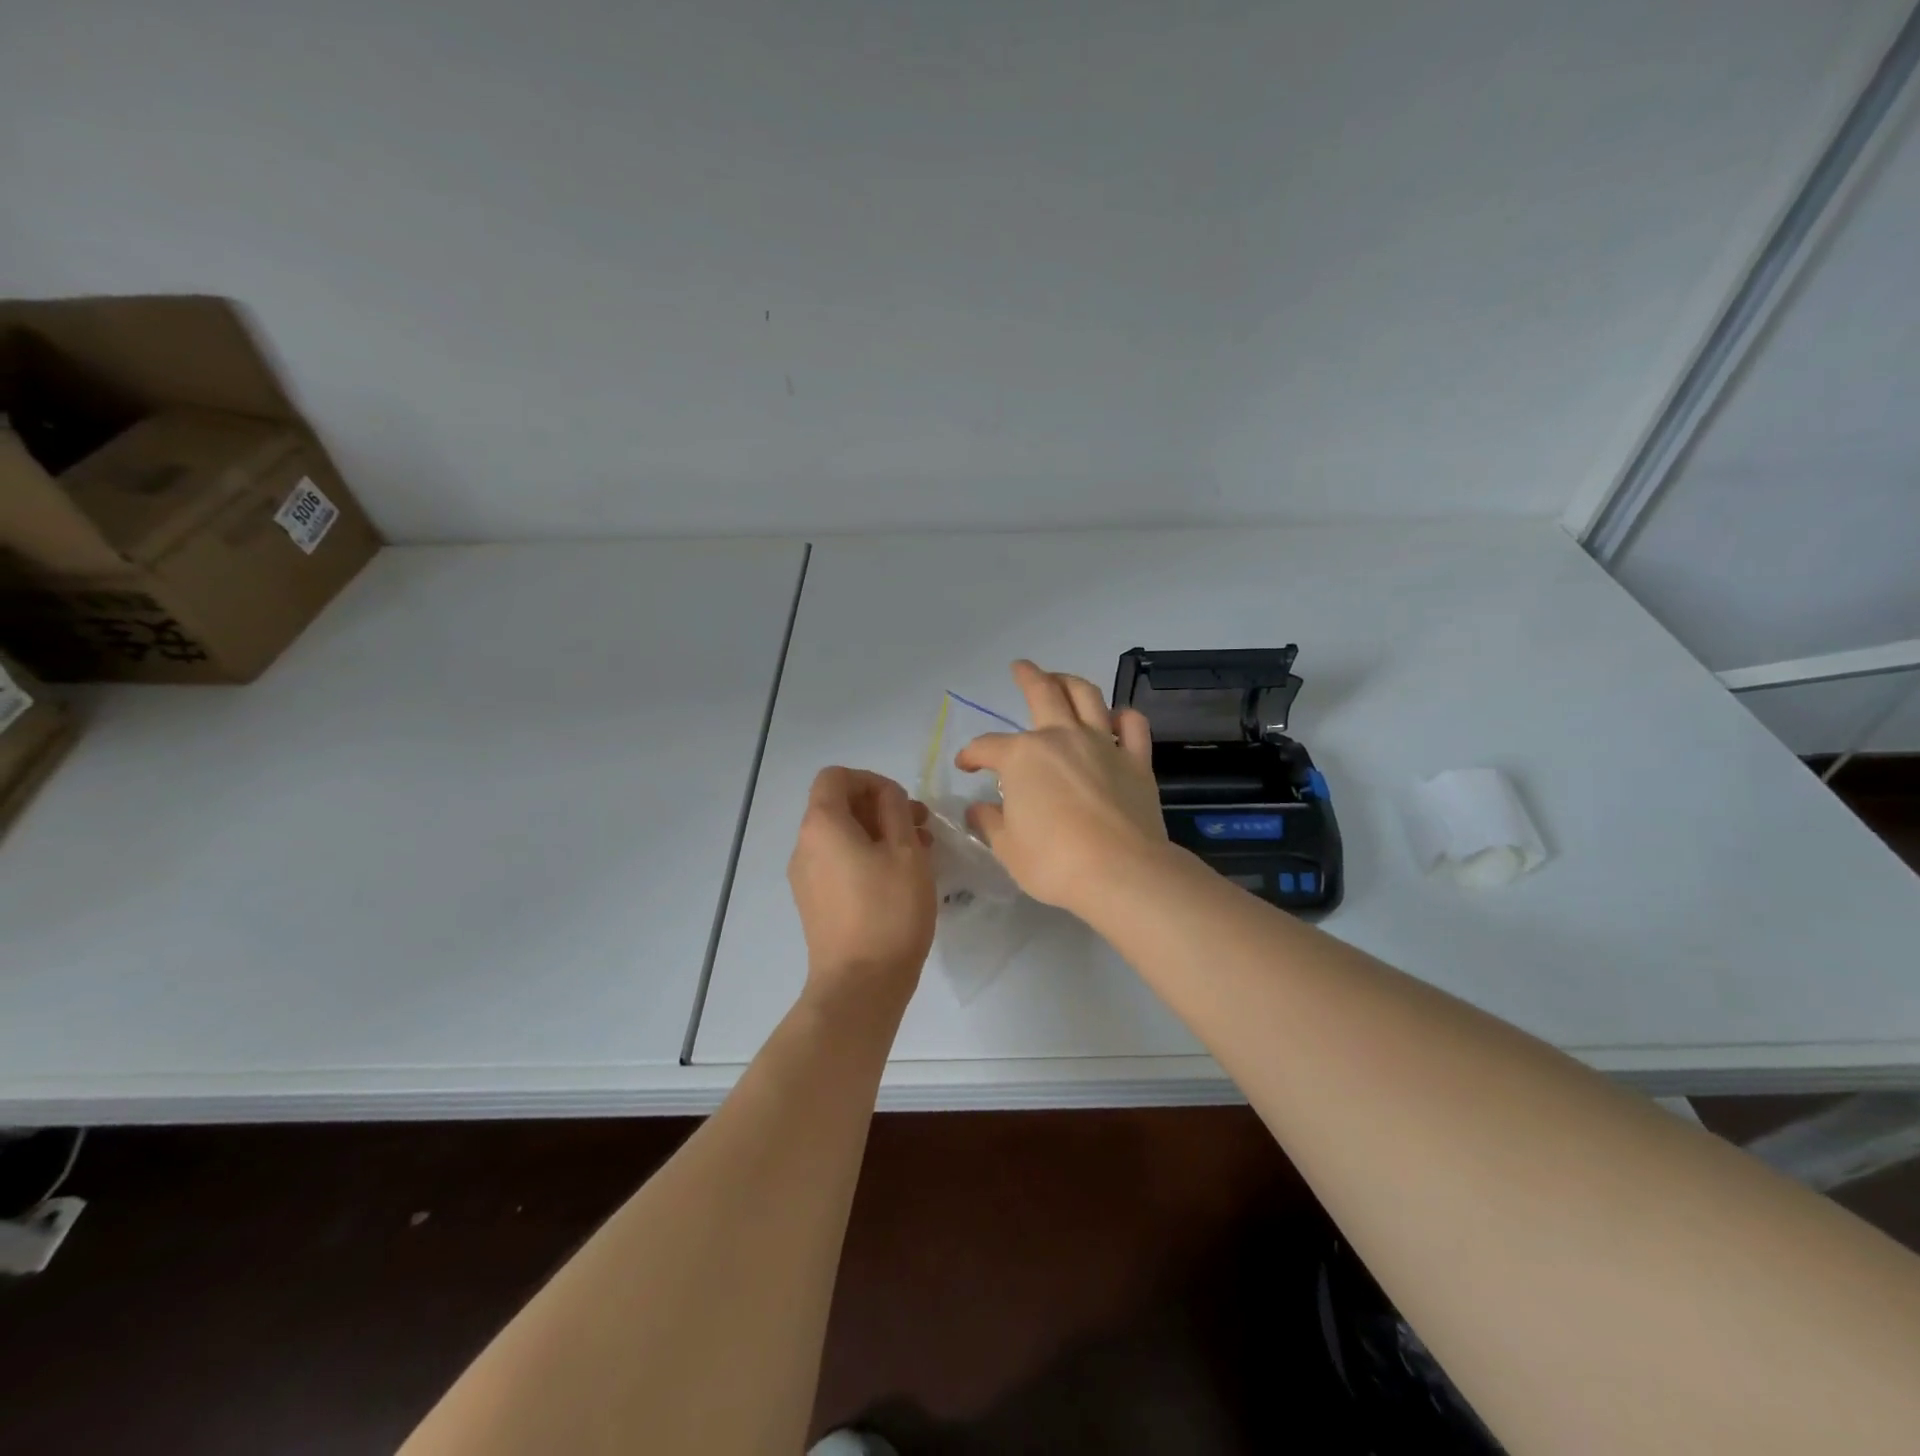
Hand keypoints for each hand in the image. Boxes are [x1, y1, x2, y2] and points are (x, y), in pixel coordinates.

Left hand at [788, 767, 935, 1010]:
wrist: (860, 984)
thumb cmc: (889, 911)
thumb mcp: (905, 851)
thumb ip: (895, 811)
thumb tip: (886, 796)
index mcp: (822, 824)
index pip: (836, 777)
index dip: (871, 780)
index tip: (903, 803)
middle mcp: (805, 845)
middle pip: (838, 806)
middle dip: (881, 808)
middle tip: (921, 826)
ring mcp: (806, 876)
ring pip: (842, 836)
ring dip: (878, 834)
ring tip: (919, 853)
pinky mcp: (814, 902)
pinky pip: (838, 862)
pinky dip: (866, 857)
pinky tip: (898, 878)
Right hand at [956, 660, 1169, 915]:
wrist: (1121, 872)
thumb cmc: (1054, 862)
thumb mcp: (1008, 848)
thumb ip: (990, 823)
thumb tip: (977, 809)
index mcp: (1022, 756)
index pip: (987, 747)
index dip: (971, 754)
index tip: (965, 765)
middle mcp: (1061, 738)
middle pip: (1042, 693)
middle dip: (1027, 676)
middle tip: (1020, 667)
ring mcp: (1103, 744)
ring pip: (1086, 696)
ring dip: (1070, 681)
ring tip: (1062, 678)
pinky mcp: (1136, 760)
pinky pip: (1132, 725)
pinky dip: (1122, 716)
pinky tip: (1114, 718)